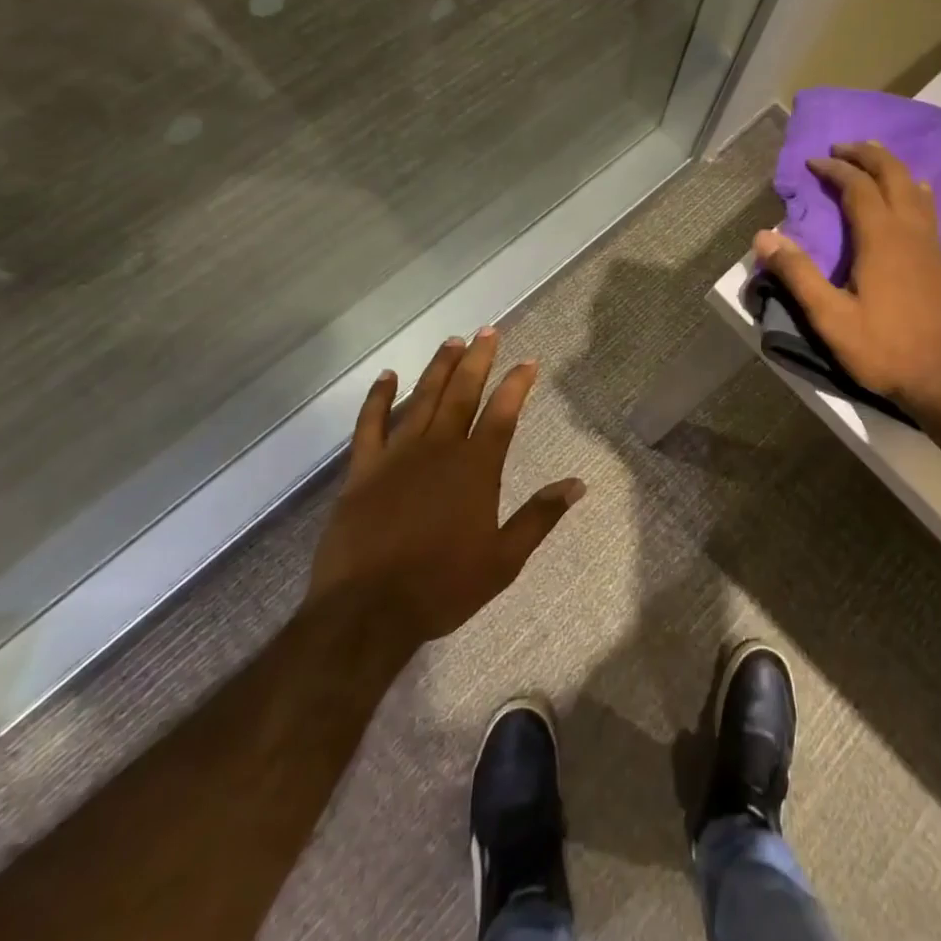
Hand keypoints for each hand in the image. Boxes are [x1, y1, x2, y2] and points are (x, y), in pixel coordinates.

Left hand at [305, 329, 583, 646]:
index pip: (503, 413)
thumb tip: (578, 484)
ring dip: (438, 368)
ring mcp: (398, 456)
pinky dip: (378, 397)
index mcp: (476, 468)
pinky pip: (369, 424)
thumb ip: (540, 516)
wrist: (368, 611)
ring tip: (452, 341)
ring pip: (422, 399)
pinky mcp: (363, 470)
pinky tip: (387, 376)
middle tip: (488, 330)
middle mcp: (440, 449)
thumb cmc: (443, 586)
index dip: (517, 384)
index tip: (528, 361)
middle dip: (478, 359)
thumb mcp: (504, 559)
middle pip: (462, 393)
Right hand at [753, 141, 940, 418]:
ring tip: (872, 158)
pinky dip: (912, 188)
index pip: (857, 187)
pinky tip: (911, 194)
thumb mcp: (830, 317)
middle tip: (842, 147)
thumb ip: (797, 274)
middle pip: (892, 174)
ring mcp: (931, 244)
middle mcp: (910, 230)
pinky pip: (927, 207)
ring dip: (891, 166)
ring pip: (914, 187)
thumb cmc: (883, 349)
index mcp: (881, 238)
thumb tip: (763, 236)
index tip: (813, 161)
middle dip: (867, 154)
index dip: (834, 169)